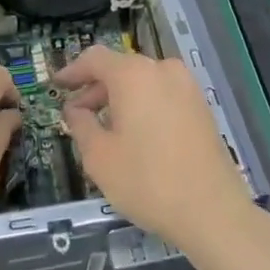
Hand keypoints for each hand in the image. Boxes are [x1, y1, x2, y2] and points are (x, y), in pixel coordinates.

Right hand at [54, 46, 242, 246]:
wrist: (212, 210)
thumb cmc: (146, 180)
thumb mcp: (99, 156)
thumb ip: (81, 125)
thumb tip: (75, 110)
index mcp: (134, 75)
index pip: (95, 59)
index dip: (73, 71)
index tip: (57, 85)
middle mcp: (162, 70)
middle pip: (121, 69)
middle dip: (96, 88)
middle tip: (77, 114)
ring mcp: (187, 87)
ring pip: (143, 82)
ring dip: (120, 98)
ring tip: (104, 128)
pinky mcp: (201, 107)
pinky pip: (163, 95)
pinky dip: (143, 105)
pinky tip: (135, 134)